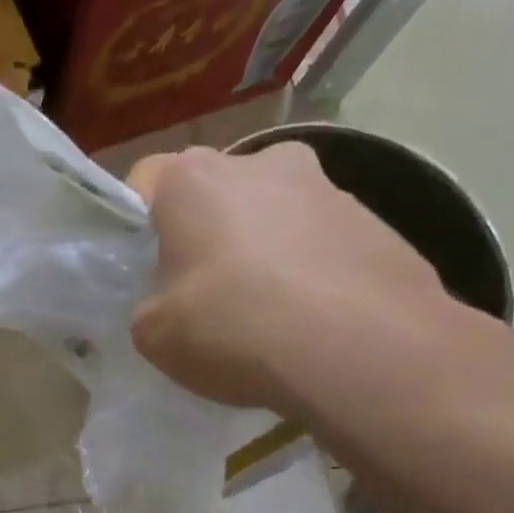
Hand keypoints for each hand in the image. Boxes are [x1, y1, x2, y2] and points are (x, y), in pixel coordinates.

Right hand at [126, 143, 500, 419]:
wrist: (365, 350)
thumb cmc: (235, 328)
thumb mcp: (154, 334)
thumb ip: (149, 305)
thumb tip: (168, 302)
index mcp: (192, 179)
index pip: (144, 178)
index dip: (138, 222)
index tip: (144, 264)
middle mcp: (259, 162)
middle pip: (214, 189)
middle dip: (205, 228)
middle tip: (204, 285)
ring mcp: (326, 185)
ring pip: (273, 208)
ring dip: (263, 243)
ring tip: (269, 306)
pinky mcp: (375, 219)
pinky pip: (321, 237)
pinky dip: (310, 264)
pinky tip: (314, 315)